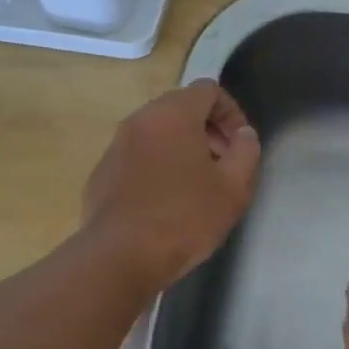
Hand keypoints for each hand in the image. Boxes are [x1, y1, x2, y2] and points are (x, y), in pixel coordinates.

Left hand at [82, 80, 259, 288]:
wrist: (119, 258)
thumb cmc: (184, 218)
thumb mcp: (234, 188)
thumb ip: (246, 151)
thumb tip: (243, 135)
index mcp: (173, 114)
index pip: (208, 90)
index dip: (232, 113)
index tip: (240, 146)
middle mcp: (140, 120)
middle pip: (181, 108)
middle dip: (208, 129)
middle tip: (223, 164)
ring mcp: (116, 146)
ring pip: (157, 132)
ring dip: (182, 147)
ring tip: (197, 184)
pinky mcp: (102, 173)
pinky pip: (137, 156)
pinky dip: (157, 165)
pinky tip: (166, 202)